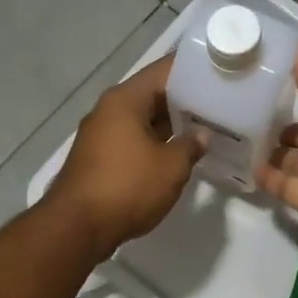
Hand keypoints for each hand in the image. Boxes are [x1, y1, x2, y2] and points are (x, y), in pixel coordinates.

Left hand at [46, 56, 203, 257]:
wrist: (77, 227)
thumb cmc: (127, 187)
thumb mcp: (171, 167)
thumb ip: (191, 146)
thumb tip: (201, 135)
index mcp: (125, 99)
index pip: (164, 70)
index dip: (193, 70)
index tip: (219, 72)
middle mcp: (109, 110)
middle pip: (152, 94)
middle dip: (185, 100)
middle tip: (220, 104)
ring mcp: (101, 134)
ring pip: (143, 119)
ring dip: (171, 124)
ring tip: (206, 128)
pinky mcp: (98, 158)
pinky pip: (133, 140)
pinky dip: (155, 142)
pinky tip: (178, 153)